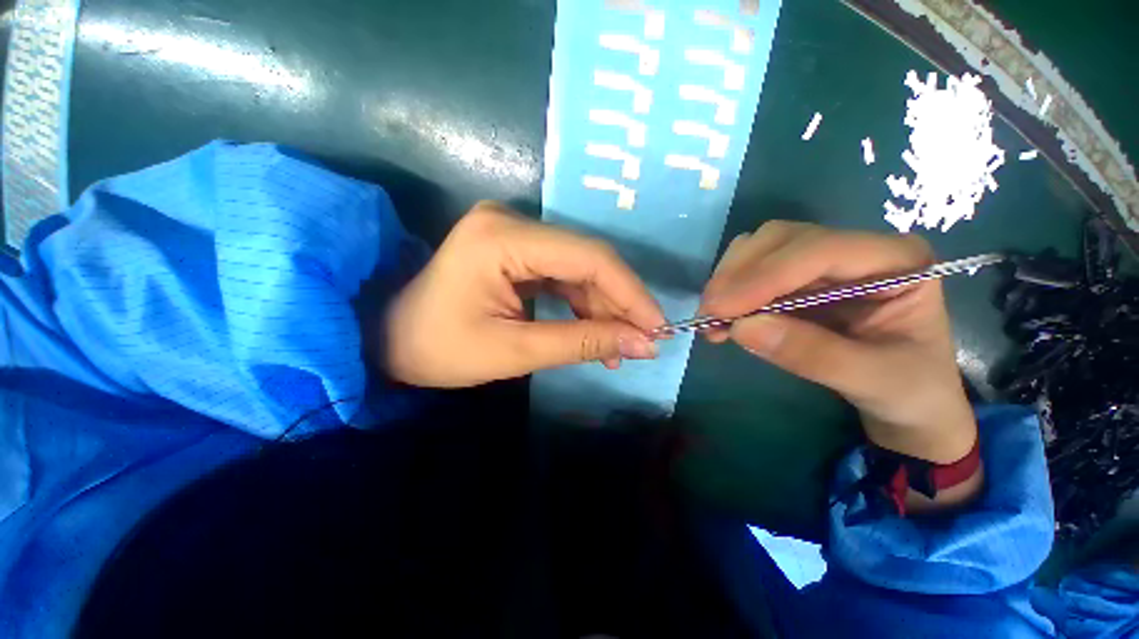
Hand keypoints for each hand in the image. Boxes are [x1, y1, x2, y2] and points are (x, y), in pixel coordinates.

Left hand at [381, 201, 663, 387]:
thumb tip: (643, 343)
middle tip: (642, 342)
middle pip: (587, 260)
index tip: (657, 327)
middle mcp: (512, 221)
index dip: (630, 293)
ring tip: (619, 347)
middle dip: (619, 303)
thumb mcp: (515, 352)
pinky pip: (563, 276)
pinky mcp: (516, 251)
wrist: (387, 341)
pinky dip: (583, 306)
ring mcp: (513, 233)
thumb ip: (583, 343)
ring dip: (603, 308)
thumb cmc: (439, 350)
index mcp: (502, 237)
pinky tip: (596, 334)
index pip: (588, 257)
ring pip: (579, 269)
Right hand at [698, 221, 976, 465]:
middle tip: (710, 315)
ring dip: (727, 281)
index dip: (765, 276)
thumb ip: (811, 354)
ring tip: (712, 319)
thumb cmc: (907, 391)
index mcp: (896, 261)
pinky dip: (728, 290)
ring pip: (759, 248)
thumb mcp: (871, 381)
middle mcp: (856, 249)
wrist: (907, 400)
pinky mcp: (796, 278)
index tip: (721, 310)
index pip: (820, 250)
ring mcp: (822, 261)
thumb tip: (741, 328)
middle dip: (738, 275)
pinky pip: (751, 270)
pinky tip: (720, 318)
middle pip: (781, 239)